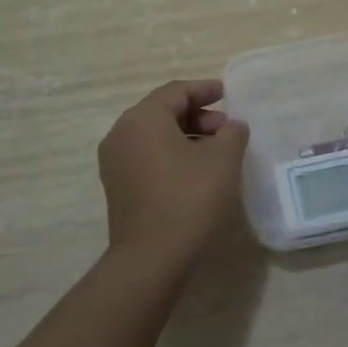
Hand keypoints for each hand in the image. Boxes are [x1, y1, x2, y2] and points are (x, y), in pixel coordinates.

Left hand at [98, 78, 249, 273]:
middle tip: (227, 129)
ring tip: (217, 152)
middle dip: (198, 116)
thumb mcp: (223, 159)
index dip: (204, 89)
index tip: (227, 93)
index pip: (176, 91)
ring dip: (186, 136)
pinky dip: (172, 154)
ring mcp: (115, 162)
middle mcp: (121, 134)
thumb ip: (232, 132)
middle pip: (163, 112)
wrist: (152, 257)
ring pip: (155, 136)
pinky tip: (196, 171)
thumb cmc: (189, 198)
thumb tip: (232, 126)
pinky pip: (147, 156)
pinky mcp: (118, 186)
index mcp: (142, 119)